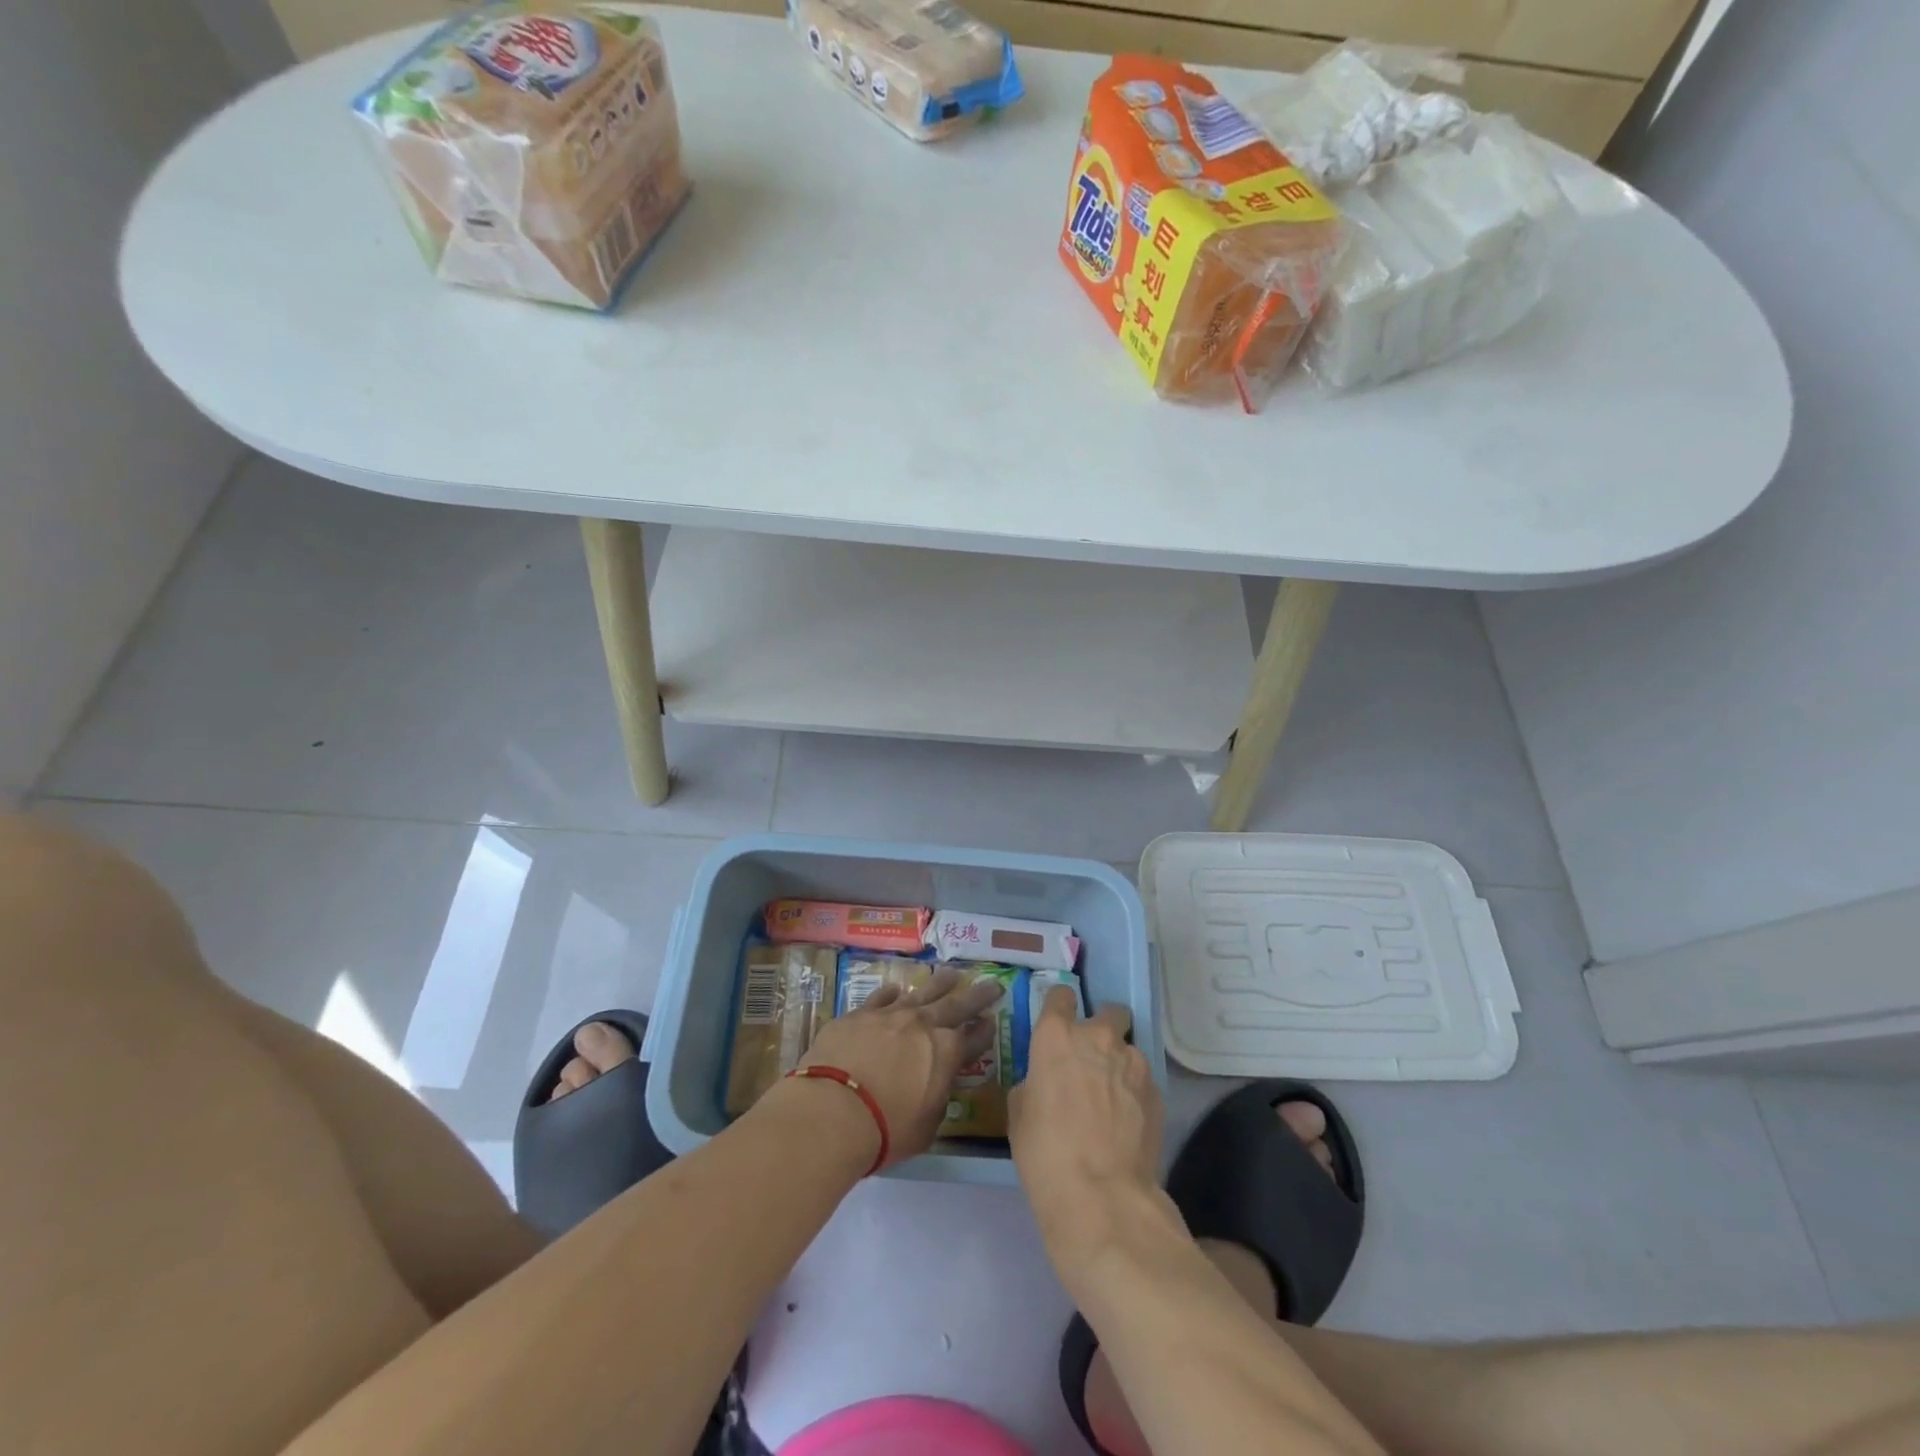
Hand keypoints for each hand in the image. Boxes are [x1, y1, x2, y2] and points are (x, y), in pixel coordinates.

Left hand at [797, 967, 1002, 1168]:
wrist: (832, 1110)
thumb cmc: (885, 1129)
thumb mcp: (926, 1127)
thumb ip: (936, 1100)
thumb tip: (935, 1087)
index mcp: (946, 1053)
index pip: (974, 1038)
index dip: (985, 1031)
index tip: (992, 1021)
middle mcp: (923, 1025)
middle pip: (956, 1004)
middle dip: (977, 995)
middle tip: (991, 983)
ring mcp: (890, 1014)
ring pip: (921, 992)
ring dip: (939, 984)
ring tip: (951, 974)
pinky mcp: (859, 1013)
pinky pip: (881, 997)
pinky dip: (892, 993)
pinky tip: (896, 990)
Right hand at [1009, 987, 1168, 1273]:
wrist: (1102, 1197)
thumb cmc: (1046, 1154)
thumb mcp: (1020, 1113)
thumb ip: (1034, 1081)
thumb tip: (1045, 1080)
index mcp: (1056, 1037)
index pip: (1060, 996)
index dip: (1059, 1006)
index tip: (1058, 1021)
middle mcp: (1097, 1037)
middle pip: (1108, 1011)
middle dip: (1102, 1027)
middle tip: (1091, 1059)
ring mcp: (1133, 1062)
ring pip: (1128, 1048)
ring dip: (1119, 1063)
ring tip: (1111, 1100)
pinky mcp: (1157, 1090)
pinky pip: (1142, 1079)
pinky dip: (1134, 1091)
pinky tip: (1126, 1122)